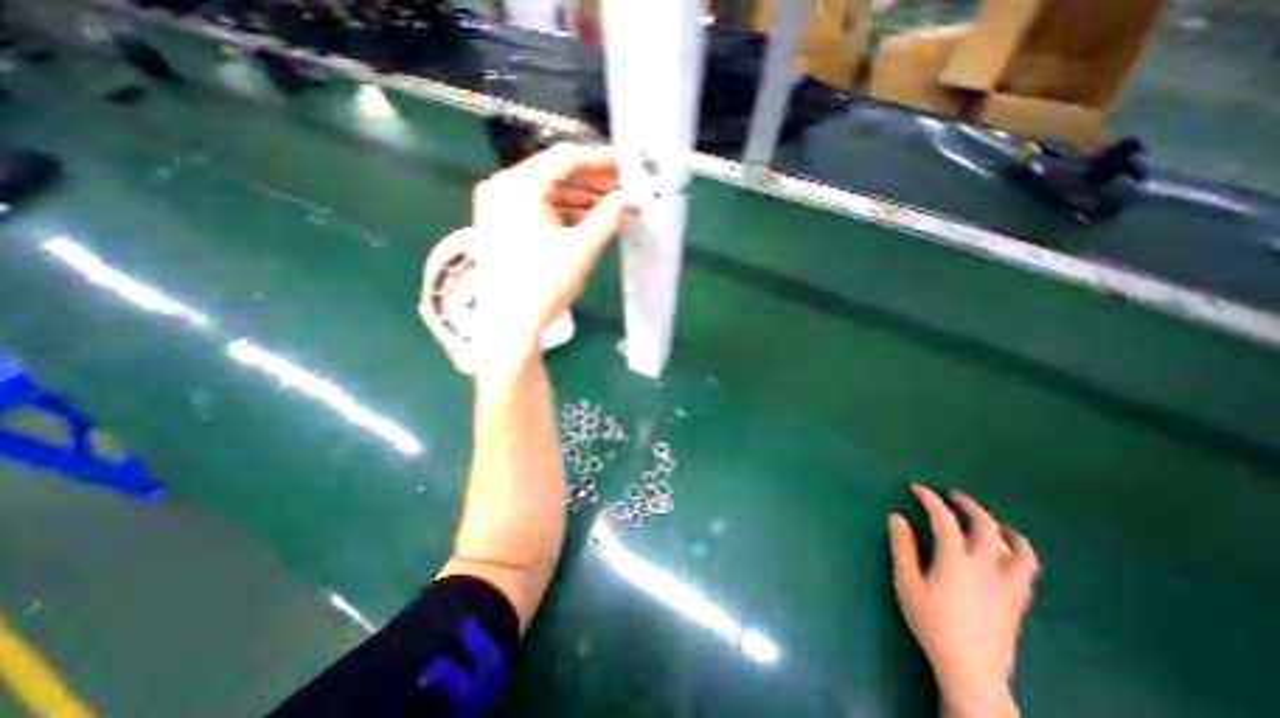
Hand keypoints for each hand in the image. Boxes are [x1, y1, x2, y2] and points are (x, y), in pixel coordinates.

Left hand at [462, 139, 629, 372]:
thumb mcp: (581, 249)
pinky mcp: (506, 226)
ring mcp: (501, 207)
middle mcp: (504, 188)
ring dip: (582, 199)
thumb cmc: (543, 286)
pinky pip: (542, 210)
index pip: (564, 159)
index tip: (626, 166)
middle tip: (623, 190)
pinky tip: (591, 220)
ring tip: (613, 207)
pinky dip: (567, 213)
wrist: (511, 325)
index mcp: (517, 186)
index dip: (599, 161)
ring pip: (550, 193)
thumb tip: (625, 198)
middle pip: (556, 174)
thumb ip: (607, 218)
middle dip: (592, 182)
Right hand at [891, 482, 1036, 712]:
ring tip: (993, 522)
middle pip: (985, 527)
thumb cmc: (932, 623)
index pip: (944, 519)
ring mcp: (1007, 585)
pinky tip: (1009, 555)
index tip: (916, 488)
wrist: (971, 670)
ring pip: (1019, 550)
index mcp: (955, 560)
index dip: (930, 499)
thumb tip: (896, 517)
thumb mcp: (907, 583)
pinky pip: (1027, 571)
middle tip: (954, 496)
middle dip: (969, 505)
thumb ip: (902, 547)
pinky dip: (1020, 554)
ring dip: (1004, 529)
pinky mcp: (1018, 602)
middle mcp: (986, 567)